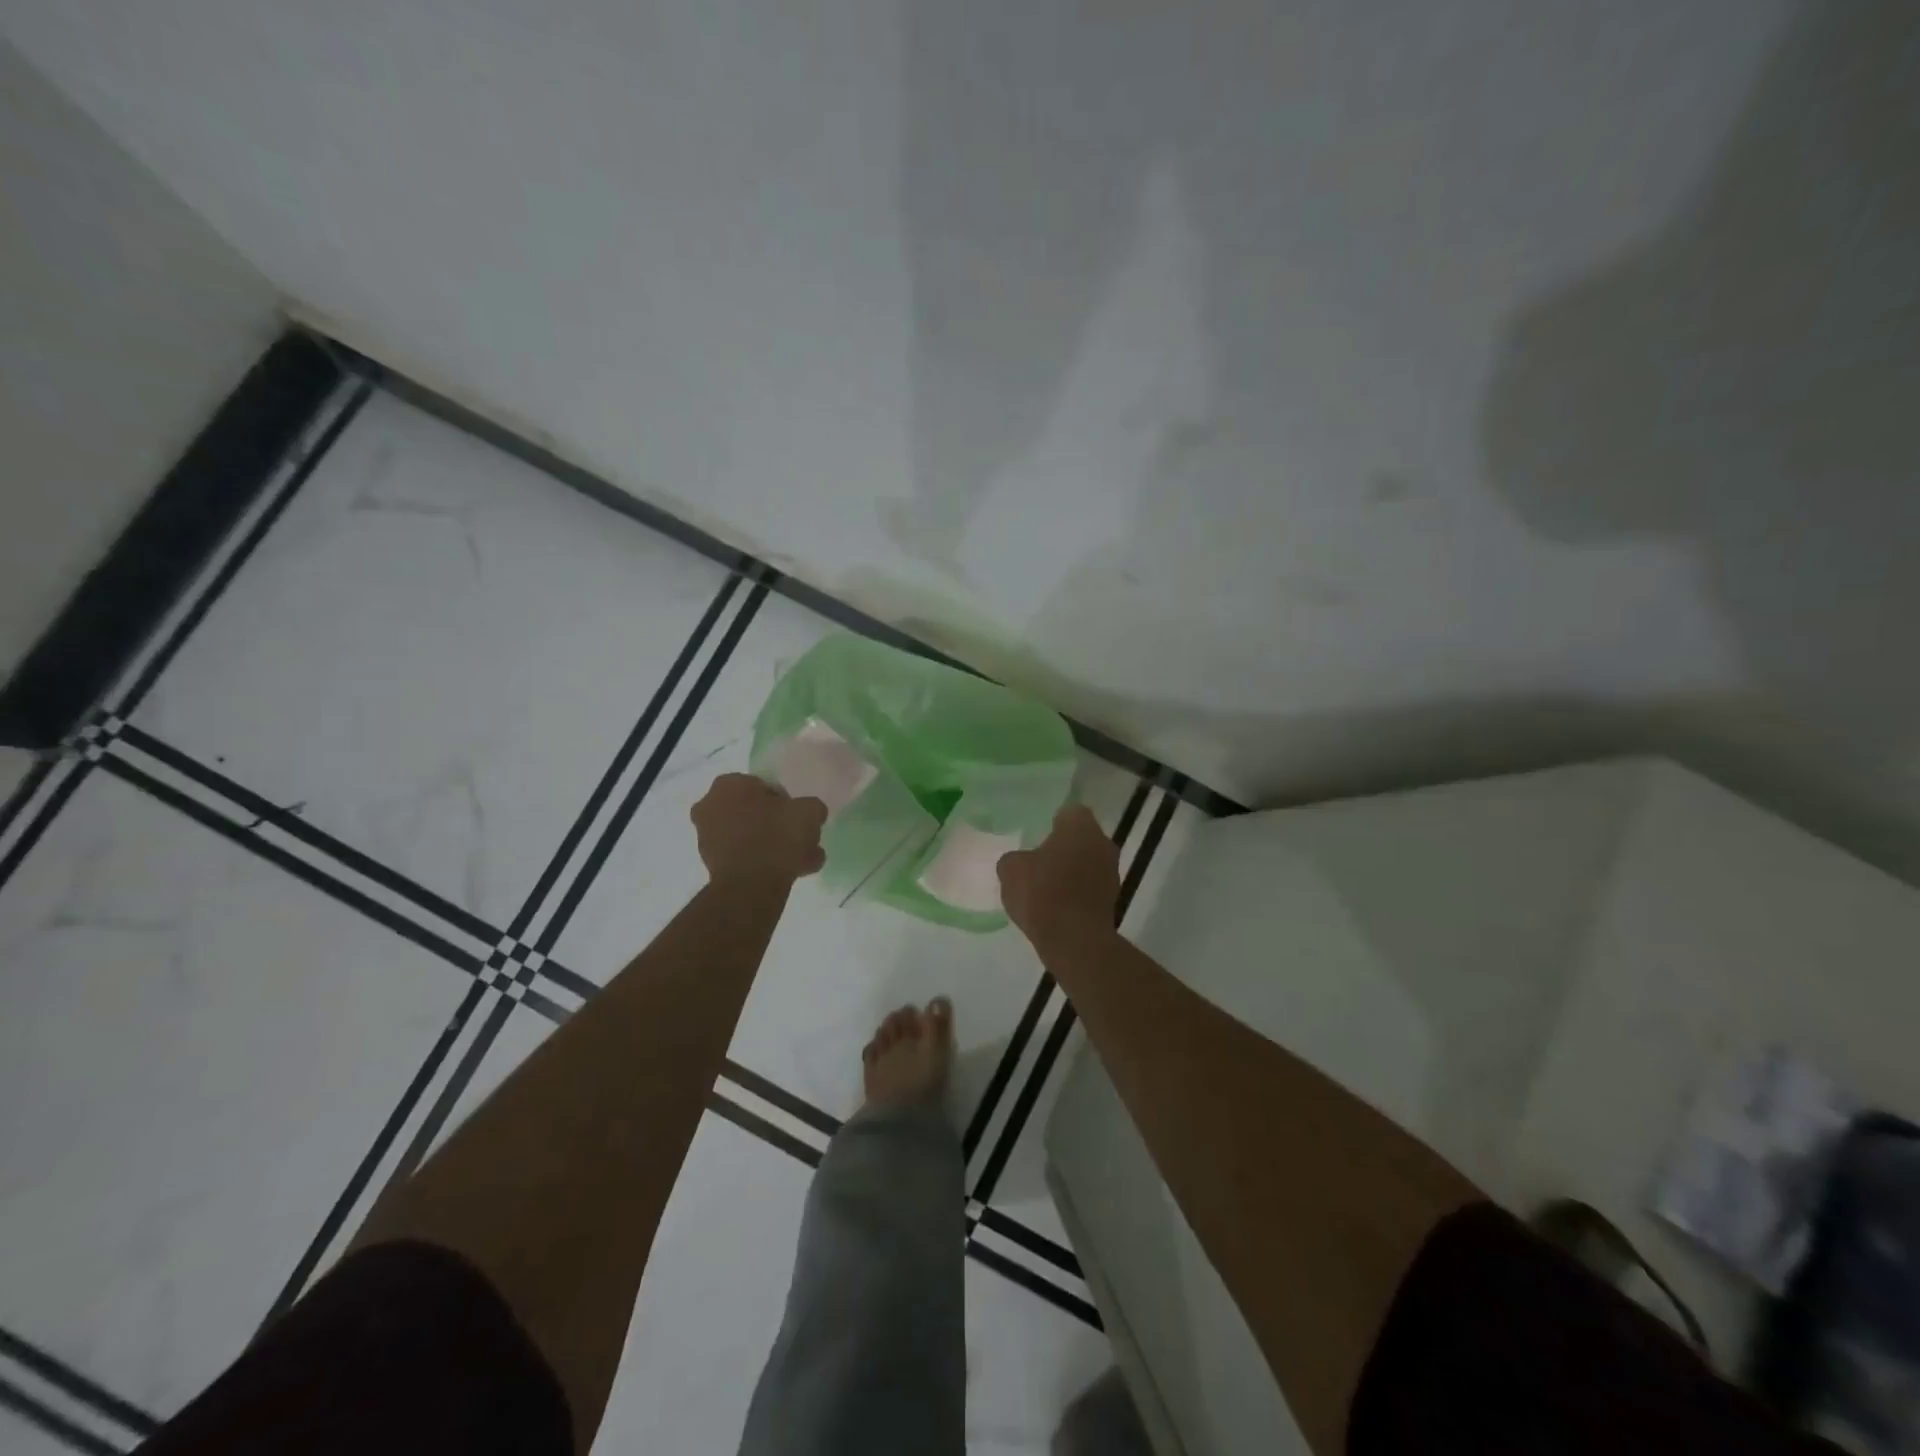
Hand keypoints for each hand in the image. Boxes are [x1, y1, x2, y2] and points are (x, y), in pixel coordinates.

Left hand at [692, 774, 826, 887]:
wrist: (752, 885)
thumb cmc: (777, 836)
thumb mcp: (809, 811)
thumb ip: (811, 807)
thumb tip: (809, 813)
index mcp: (729, 784)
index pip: (763, 786)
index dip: (785, 801)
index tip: (798, 816)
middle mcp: (710, 806)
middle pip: (754, 812)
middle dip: (778, 824)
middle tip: (801, 838)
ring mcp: (707, 837)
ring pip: (750, 836)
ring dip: (774, 845)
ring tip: (803, 860)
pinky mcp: (712, 865)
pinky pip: (745, 857)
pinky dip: (764, 862)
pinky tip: (792, 872)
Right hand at [998, 805, 1118, 948]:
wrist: (1074, 940)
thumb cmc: (1042, 893)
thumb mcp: (1011, 870)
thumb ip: (1014, 858)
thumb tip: (1021, 861)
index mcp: (1080, 826)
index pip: (1069, 812)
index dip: (1053, 821)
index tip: (1038, 834)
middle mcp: (1102, 843)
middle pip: (1081, 837)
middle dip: (1064, 846)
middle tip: (1039, 858)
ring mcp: (1112, 872)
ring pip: (1088, 861)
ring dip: (1072, 869)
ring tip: (1046, 885)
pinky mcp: (1113, 899)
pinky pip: (1090, 885)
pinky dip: (1077, 891)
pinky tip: (1057, 904)